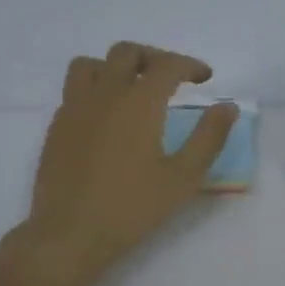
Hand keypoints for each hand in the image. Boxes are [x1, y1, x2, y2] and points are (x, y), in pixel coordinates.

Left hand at [15, 41, 238, 285]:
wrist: (70, 233)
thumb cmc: (132, 208)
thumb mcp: (183, 177)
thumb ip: (209, 137)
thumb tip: (228, 106)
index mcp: (139, 102)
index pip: (167, 65)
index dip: (190, 65)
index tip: (205, 78)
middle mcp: (105, 94)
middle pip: (127, 52)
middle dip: (154, 57)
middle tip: (172, 78)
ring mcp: (74, 108)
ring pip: (91, 64)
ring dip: (116, 67)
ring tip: (132, 88)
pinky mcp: (56, 127)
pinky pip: (74, 91)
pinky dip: (95, 90)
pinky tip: (107, 118)